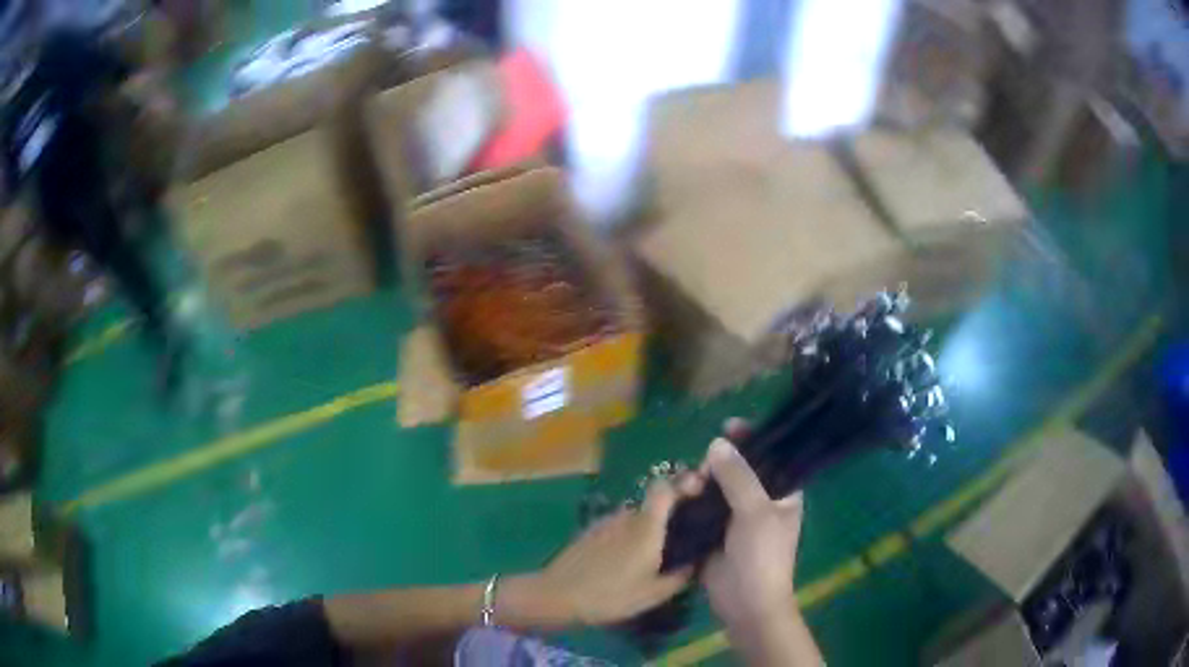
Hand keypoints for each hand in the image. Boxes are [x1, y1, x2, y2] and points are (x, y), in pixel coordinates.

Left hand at [536, 479, 695, 625]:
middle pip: (651, 505)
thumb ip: (679, 577)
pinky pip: (616, 528)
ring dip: (645, 530)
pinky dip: (626, 537)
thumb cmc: (610, 595)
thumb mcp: (653, 594)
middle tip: (680, 538)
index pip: (665, 488)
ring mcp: (604, 523)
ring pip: (633, 518)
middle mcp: (626, 517)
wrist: (556, 596)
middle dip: (667, 517)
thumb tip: (694, 564)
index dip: (682, 485)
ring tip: (653, 554)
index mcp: (646, 526)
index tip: (697, 495)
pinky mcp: (588, 533)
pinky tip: (626, 560)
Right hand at [701, 421, 804, 630]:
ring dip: (701, 482)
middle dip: (718, 463)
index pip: (771, 457)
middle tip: (701, 469)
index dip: (753, 439)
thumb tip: (716, 444)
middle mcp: (760, 502)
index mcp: (782, 494)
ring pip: (716, 490)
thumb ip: (738, 477)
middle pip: (738, 470)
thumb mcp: (755, 512)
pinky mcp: (713, 534)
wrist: (746, 603)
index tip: (729, 425)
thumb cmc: (762, 556)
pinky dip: (690, 501)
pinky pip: (701, 509)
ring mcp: (735, 519)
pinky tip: (677, 495)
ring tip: (688, 484)